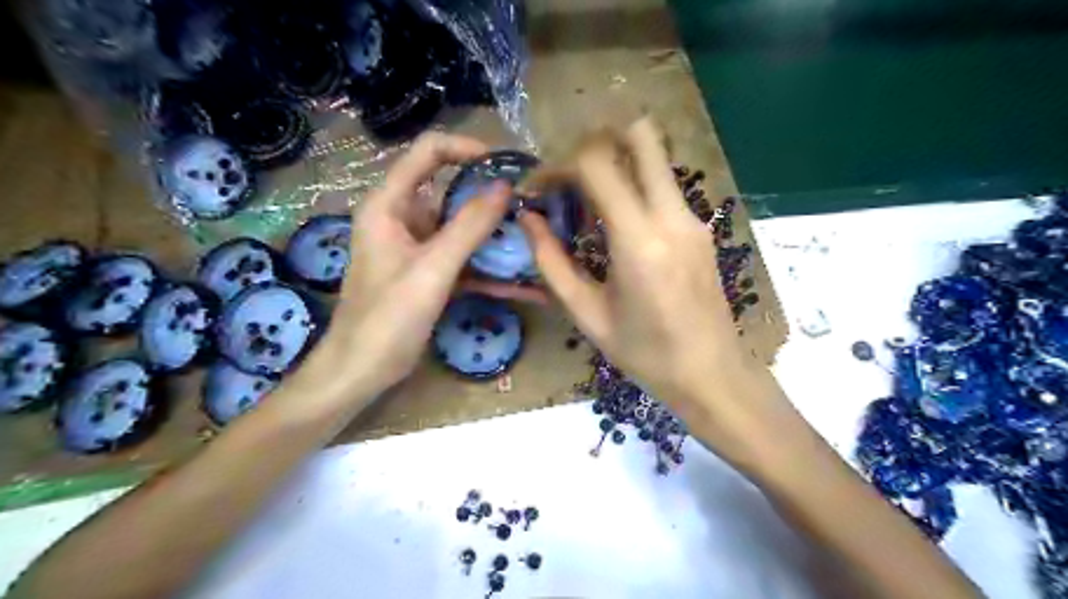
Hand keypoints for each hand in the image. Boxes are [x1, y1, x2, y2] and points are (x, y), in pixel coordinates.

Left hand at [303, 132, 510, 402]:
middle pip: (453, 193)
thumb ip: (469, 227)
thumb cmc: (387, 318)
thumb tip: (506, 188)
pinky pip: (466, 264)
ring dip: (498, 240)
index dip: (466, 149)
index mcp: (391, 205)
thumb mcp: (432, 269)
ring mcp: (420, 249)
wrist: (361, 372)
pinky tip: (528, 288)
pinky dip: (492, 274)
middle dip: (493, 201)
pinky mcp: (431, 275)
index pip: (428, 153)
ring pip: (464, 231)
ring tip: (539, 244)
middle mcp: (404, 219)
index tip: (506, 165)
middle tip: (533, 209)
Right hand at [519, 120, 761, 423]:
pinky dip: (632, 188)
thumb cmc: (645, 354)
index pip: (596, 163)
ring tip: (585, 206)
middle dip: (595, 142)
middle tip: (568, 176)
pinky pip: (662, 187)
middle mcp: (671, 216)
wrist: (712, 374)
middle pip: (639, 136)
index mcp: (639, 241)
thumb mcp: (587, 314)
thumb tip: (527, 219)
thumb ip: (552, 262)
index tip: (538, 189)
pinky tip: (615, 227)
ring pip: (653, 158)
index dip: (558, 165)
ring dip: (614, 166)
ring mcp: (693, 218)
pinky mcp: (700, 227)